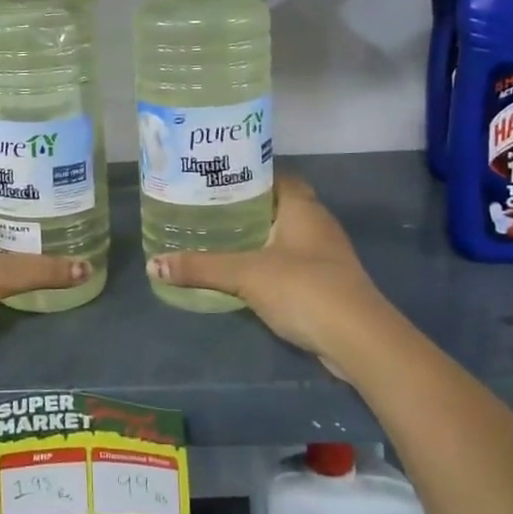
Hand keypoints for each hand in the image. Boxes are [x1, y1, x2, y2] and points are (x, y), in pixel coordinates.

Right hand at [147, 176, 392, 375]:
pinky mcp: (326, 282)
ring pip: (285, 235)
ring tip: (218, 238)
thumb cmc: (304, 289)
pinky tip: (244, 273)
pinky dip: (269, 262)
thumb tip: (153, 265)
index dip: (248, 173)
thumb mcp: (245, 274)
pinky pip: (291, 262)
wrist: (359, 340)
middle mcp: (317, 223)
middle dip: (247, 207)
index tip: (216, 178)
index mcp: (302, 207)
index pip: (275, 175)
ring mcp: (325, 254)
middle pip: (278, 205)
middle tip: (208, 209)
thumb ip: (201, 268)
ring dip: (258, 237)